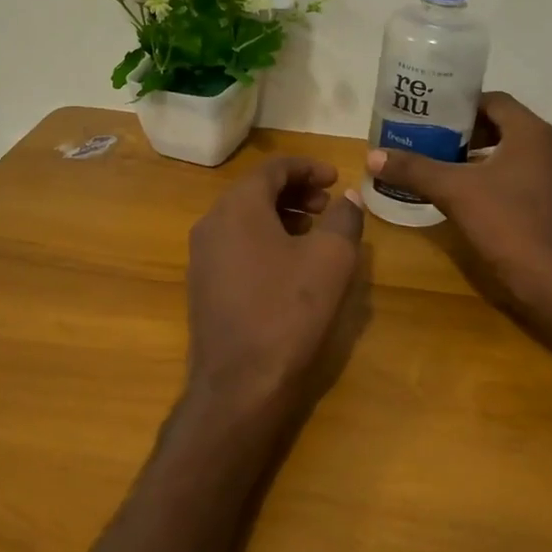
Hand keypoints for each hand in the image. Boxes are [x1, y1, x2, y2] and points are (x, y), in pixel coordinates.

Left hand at [184, 154, 365, 428]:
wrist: (240, 384)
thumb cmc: (289, 312)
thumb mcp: (331, 259)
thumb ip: (344, 219)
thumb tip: (349, 198)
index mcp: (237, 207)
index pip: (273, 168)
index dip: (309, 167)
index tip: (337, 178)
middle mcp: (211, 224)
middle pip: (255, 191)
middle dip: (296, 192)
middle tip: (329, 205)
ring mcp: (202, 257)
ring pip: (245, 219)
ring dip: (281, 216)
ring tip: (315, 233)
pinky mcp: (204, 286)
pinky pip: (236, 245)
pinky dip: (265, 240)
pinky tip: (290, 264)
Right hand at [366, 92, 551, 314]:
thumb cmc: (507, 222)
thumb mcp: (454, 191)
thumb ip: (414, 170)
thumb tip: (373, 156)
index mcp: (530, 132)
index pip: (493, 101)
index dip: (460, 105)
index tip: (430, 116)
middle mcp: (548, 146)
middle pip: (501, 126)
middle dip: (464, 132)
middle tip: (429, 140)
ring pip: (509, 154)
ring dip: (477, 157)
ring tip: (441, 165)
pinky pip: (517, 177)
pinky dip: (491, 178)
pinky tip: (465, 195)